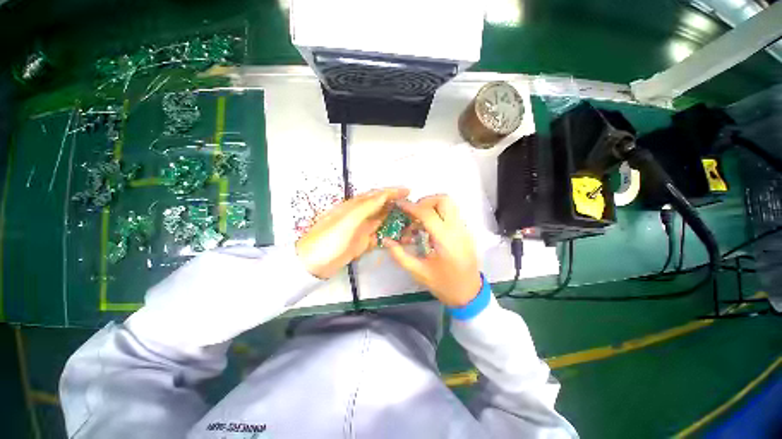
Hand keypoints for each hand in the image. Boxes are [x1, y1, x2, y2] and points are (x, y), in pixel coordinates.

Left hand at [296, 187, 409, 278]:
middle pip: (381, 207)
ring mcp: (361, 230)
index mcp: (355, 206)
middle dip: (397, 206)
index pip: (376, 195)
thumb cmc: (329, 239)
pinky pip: (378, 237)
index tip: (408, 191)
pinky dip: (389, 236)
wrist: (313, 264)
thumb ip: (366, 206)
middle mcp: (359, 216)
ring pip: (382, 222)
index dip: (392, 191)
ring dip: (395, 221)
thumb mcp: (348, 220)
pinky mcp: (362, 243)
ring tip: (410, 223)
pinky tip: (399, 239)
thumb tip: (384, 194)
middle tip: (413, 209)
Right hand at [384, 195, 481, 307]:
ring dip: (432, 206)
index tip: (399, 204)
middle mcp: (458, 230)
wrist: (469, 294)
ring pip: (450, 205)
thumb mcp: (418, 272)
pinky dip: (438, 214)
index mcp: (445, 241)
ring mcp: (464, 230)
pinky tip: (429, 229)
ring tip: (419, 221)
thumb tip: (386, 240)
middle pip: (444, 200)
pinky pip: (452, 214)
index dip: (411, 207)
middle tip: (413, 213)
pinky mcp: (466, 232)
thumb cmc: (443, 285)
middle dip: (425, 201)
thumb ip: (400, 255)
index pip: (428, 214)